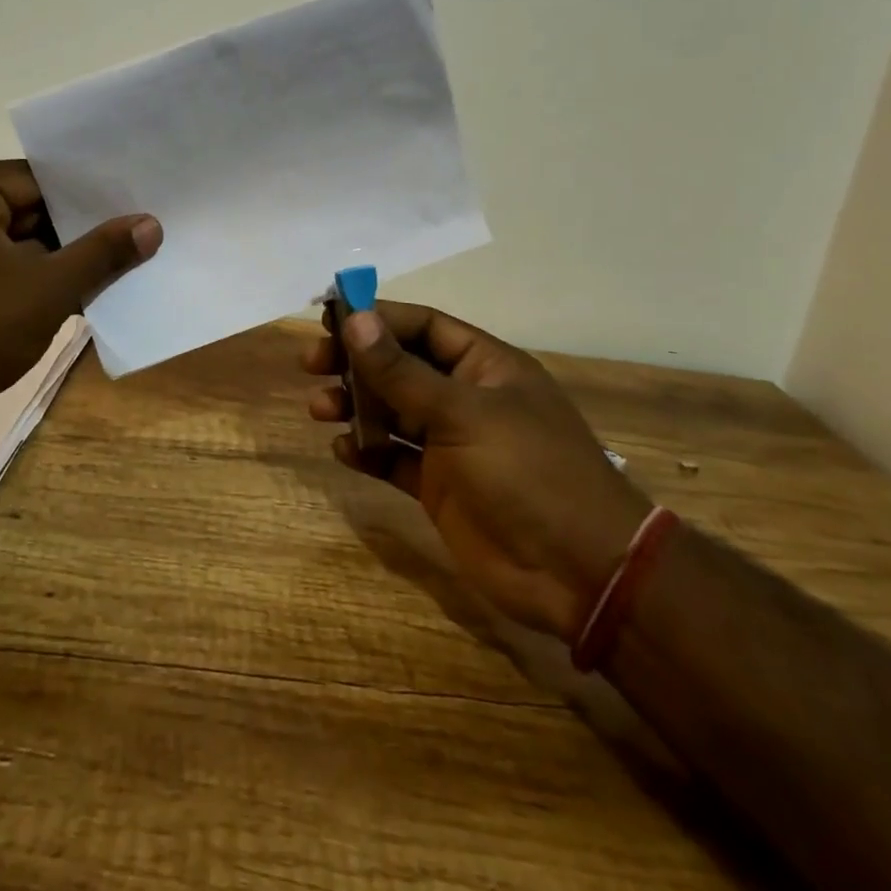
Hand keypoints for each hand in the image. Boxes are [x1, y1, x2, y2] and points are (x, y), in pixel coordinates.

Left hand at [0, 160, 160, 441]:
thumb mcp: (46, 289)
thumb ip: (101, 254)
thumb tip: (151, 224)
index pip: (41, 179)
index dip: (91, 195)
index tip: (137, 203)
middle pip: (31, 211)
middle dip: (81, 231)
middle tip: (139, 235)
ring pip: (20, 245)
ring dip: (62, 261)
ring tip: (123, 265)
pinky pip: (3, 271)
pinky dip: (36, 283)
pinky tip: (82, 296)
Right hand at [302, 301, 650, 641]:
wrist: (578, 573)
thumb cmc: (528, 472)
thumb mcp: (462, 414)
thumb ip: (402, 371)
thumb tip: (354, 319)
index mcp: (484, 366)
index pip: (422, 326)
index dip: (376, 317)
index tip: (328, 317)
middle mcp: (465, 398)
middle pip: (400, 366)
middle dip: (356, 362)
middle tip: (312, 364)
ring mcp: (451, 444)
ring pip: (392, 412)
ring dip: (355, 406)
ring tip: (320, 409)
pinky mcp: (439, 486)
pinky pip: (393, 458)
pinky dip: (367, 452)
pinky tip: (343, 452)